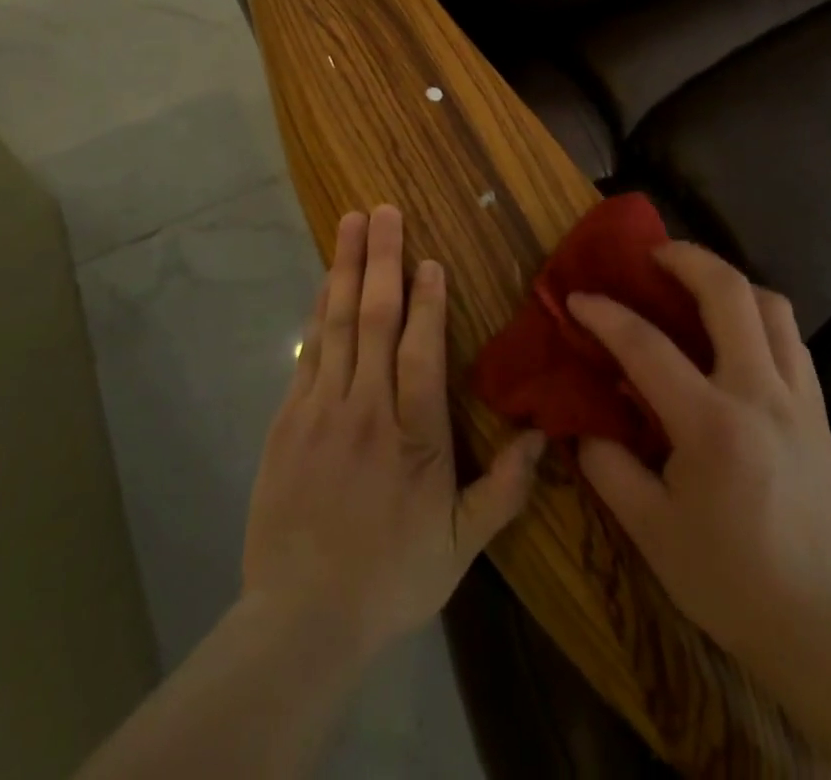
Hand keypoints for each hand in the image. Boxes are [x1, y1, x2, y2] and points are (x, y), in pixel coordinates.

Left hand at [241, 206, 544, 664]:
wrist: (299, 619)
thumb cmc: (389, 578)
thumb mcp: (458, 547)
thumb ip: (503, 490)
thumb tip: (542, 436)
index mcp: (413, 436)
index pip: (421, 351)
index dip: (427, 301)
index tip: (429, 259)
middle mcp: (366, 409)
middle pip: (374, 319)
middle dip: (381, 259)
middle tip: (383, 210)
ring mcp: (321, 409)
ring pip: (336, 323)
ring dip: (344, 268)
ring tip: (350, 223)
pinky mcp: (288, 419)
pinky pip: (308, 351)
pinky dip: (318, 311)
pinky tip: (323, 282)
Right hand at [569, 243, 830, 667]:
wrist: (823, 628)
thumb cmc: (729, 580)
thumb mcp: (650, 531)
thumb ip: (608, 465)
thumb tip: (585, 420)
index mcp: (713, 425)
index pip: (647, 346)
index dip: (605, 314)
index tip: (577, 297)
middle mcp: (761, 394)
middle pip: (729, 293)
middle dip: (686, 258)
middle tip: (652, 254)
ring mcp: (799, 398)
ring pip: (772, 305)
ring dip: (729, 282)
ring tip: (695, 287)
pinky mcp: (819, 411)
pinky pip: (791, 338)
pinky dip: (758, 316)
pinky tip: (735, 335)